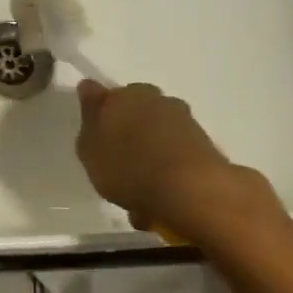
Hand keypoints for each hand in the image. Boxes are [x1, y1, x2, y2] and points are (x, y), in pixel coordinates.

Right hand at [74, 80, 285, 239]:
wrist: (189, 189)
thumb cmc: (128, 166)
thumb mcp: (90, 147)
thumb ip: (90, 118)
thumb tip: (89, 88)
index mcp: (125, 95)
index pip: (106, 97)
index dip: (99, 116)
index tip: (96, 138)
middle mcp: (156, 100)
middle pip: (134, 117)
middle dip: (127, 139)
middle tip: (116, 170)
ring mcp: (184, 121)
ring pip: (156, 139)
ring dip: (147, 161)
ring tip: (138, 199)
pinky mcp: (204, 146)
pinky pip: (174, 159)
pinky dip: (165, 176)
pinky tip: (157, 204)